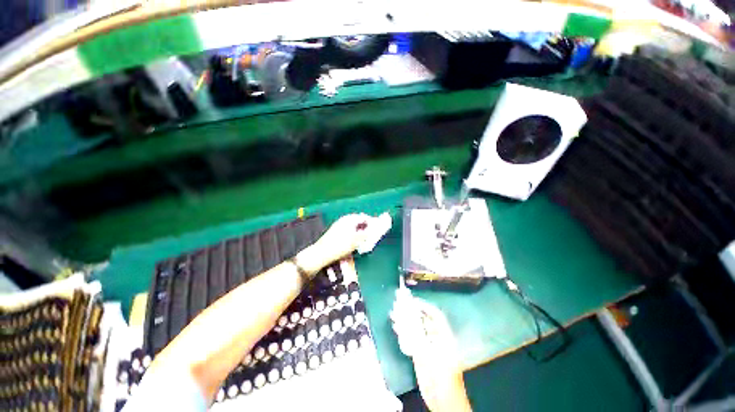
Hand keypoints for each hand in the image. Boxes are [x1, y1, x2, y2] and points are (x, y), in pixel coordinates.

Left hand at [296, 214, 371, 275]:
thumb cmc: (341, 246)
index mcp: (349, 219)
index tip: (376, 231)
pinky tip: (353, 243)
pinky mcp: (335, 232)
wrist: (322, 254)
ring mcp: (338, 225)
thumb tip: (374, 229)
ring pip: (353, 226)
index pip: (364, 217)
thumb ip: (367, 233)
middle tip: (370, 236)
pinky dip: (353, 235)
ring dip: (359, 232)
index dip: (371, 223)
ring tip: (363, 241)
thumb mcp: (357, 240)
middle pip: (358, 221)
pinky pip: (348, 230)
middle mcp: (344, 220)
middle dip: (365, 228)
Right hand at [390, 292, 471, 411]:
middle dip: (412, 311)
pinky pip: (411, 338)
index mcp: (444, 337)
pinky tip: (396, 326)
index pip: (436, 315)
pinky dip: (403, 331)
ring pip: (416, 328)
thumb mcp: (430, 356)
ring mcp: (428, 346)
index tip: (414, 300)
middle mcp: (436, 338)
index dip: (425, 306)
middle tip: (400, 303)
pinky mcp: (420, 354)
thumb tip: (407, 322)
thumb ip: (418, 339)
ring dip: (405, 320)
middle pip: (423, 320)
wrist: (443, 400)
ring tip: (394, 311)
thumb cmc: (442, 377)